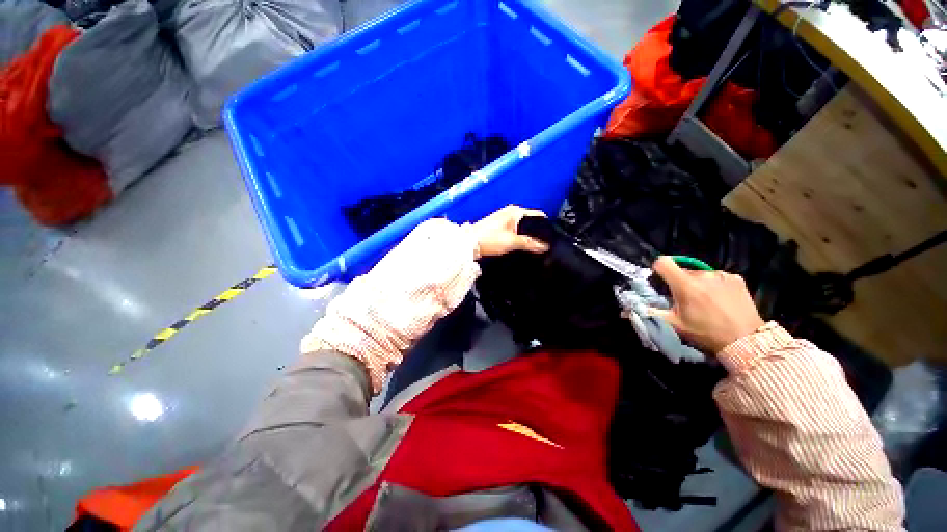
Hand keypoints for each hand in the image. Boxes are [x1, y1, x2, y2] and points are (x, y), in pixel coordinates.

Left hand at [471, 205, 549, 257]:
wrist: (469, 244)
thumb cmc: (489, 239)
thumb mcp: (512, 242)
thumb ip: (530, 243)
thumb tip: (545, 246)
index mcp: (516, 211)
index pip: (537, 215)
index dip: (545, 226)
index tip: (551, 238)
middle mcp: (511, 212)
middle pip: (530, 222)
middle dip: (537, 232)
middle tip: (544, 245)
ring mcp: (504, 219)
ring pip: (522, 227)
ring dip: (528, 236)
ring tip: (535, 247)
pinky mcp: (499, 227)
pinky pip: (515, 231)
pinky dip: (520, 237)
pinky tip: (522, 246)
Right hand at [650, 256, 764, 352]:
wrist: (746, 341)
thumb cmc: (706, 333)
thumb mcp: (675, 324)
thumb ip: (651, 312)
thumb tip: (628, 309)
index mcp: (685, 284)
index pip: (663, 262)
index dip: (658, 269)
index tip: (660, 279)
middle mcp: (702, 275)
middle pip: (682, 270)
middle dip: (680, 282)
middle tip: (686, 300)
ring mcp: (721, 275)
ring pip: (700, 274)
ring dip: (698, 283)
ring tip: (706, 301)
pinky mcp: (736, 278)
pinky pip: (717, 277)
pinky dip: (714, 284)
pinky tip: (721, 299)